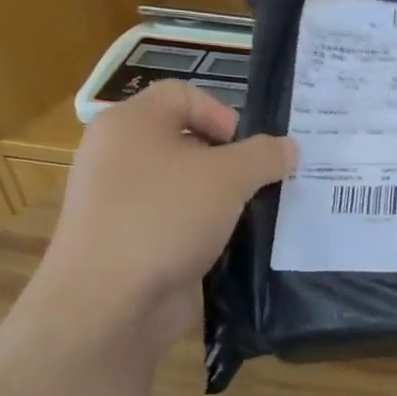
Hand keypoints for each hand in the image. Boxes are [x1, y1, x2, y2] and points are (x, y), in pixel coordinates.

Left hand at [29, 81, 295, 354]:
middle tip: (262, 182)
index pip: (184, 94)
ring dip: (223, 196)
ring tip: (253, 215)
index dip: (224, 113)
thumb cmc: (165, 218)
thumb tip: (288, 148)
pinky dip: (206, 226)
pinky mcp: (129, 238)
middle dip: (231, 159)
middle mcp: (118, 154)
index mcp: (130, 124)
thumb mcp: (229, 177)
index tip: (249, 150)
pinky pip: (177, 218)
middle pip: (187, 139)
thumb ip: (265, 155)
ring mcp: (120, 200)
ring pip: (185, 183)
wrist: (109, 301)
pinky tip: (230, 244)